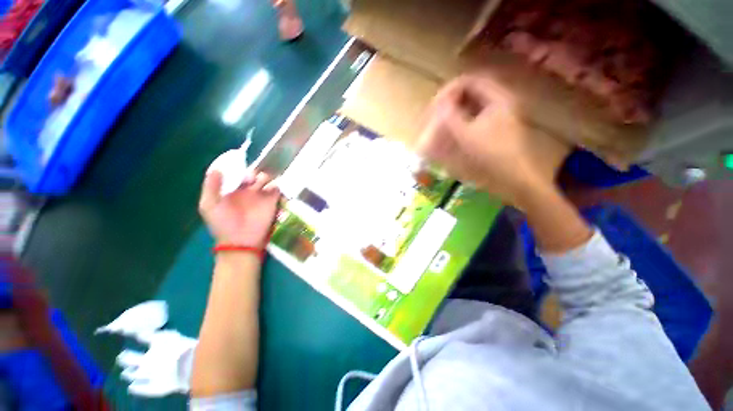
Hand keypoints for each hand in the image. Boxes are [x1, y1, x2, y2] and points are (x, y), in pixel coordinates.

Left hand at [199, 171, 280, 246]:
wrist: (241, 241)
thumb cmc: (223, 224)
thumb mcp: (210, 205)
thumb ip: (211, 187)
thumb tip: (216, 169)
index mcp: (232, 190)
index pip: (236, 174)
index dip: (237, 168)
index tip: (237, 165)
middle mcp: (247, 190)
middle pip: (253, 174)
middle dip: (253, 172)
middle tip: (250, 179)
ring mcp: (261, 196)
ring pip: (266, 179)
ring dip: (264, 177)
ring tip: (259, 183)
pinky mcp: (273, 201)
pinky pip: (277, 188)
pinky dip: (275, 185)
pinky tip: (269, 187)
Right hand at [418, 74, 570, 207]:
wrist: (516, 175)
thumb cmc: (493, 155)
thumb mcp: (468, 135)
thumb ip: (451, 117)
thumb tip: (438, 104)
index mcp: (496, 97)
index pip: (468, 81)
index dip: (448, 91)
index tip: (434, 106)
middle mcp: (498, 100)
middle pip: (468, 92)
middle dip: (449, 102)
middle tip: (435, 115)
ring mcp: (497, 114)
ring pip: (470, 105)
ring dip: (453, 112)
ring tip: (440, 124)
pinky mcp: (494, 126)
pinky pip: (473, 117)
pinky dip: (460, 122)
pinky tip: (452, 132)